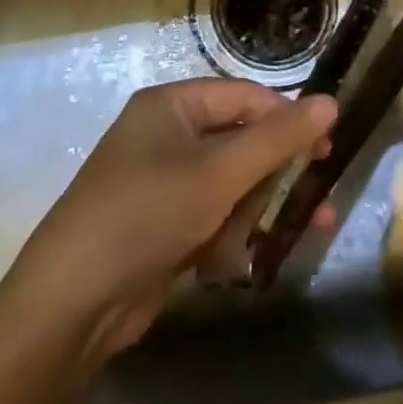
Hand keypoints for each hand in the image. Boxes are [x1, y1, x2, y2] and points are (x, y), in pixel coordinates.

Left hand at [0, 79, 337, 370]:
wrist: (71, 306)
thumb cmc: (147, 215)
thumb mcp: (218, 173)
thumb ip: (278, 139)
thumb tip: (331, 102)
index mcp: (171, 106)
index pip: (244, 97)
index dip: (286, 119)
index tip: (325, 149)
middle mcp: (166, 136)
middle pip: (239, 143)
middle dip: (271, 178)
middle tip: (313, 203)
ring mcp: (161, 183)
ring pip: (229, 186)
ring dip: (249, 215)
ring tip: (252, 246)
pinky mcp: (161, 226)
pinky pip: (210, 218)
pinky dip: (224, 238)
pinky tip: (223, 265)